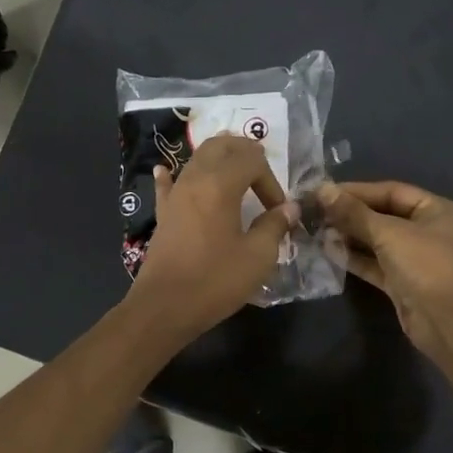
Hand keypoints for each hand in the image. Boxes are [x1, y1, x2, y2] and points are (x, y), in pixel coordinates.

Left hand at [129, 134, 298, 341]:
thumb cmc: (215, 280)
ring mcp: (174, 195)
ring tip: (235, 173)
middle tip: (262, 173)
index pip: (251, 159)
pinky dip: (173, 175)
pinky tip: (166, 171)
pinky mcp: (163, 213)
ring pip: (196, 159)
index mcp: (220, 185)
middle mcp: (195, 180)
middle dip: (244, 152)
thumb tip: (290, 208)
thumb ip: (275, 226)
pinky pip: (167, 185)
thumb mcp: (257, 256)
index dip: (271, 179)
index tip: (277, 210)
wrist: (165, 307)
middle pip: (220, 145)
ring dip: (218, 160)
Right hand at [318, 180, 452, 365]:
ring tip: (318, 230)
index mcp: (437, 210)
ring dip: (350, 236)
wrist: (447, 322)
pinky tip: (329, 251)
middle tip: (317, 212)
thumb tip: (323, 190)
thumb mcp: (389, 233)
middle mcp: (429, 231)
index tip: (325, 191)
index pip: (392, 191)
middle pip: (384, 216)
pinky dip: (355, 258)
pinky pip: (376, 264)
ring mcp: (416, 259)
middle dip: (351, 214)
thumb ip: (354, 213)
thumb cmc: (425, 265)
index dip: (358, 190)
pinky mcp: (403, 283)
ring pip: (378, 242)